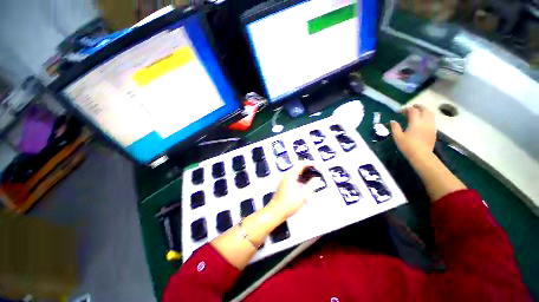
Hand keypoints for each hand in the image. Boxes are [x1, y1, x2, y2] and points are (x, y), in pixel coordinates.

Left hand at [267, 163, 319, 219]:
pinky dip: (302, 178)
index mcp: (291, 175)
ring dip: (306, 174)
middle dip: (309, 169)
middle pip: (299, 167)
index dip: (311, 164)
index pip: (302, 164)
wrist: (276, 211)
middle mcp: (287, 175)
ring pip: (297, 173)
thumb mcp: (303, 194)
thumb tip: (317, 178)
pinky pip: (295, 178)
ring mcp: (286, 180)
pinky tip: (307, 184)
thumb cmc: (289, 203)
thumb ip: (311, 185)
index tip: (318, 167)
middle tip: (318, 172)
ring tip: (314, 178)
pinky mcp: (286, 184)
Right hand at [390, 104, 435, 158]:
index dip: (406, 109)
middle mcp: (425, 121)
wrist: (421, 155)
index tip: (400, 111)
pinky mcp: (433, 130)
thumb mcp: (397, 137)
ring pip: (430, 113)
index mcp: (415, 122)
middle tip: (411, 107)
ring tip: (418, 111)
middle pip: (424, 109)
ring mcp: (431, 125)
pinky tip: (423, 120)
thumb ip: (395, 127)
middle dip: (418, 106)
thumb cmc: (407, 146)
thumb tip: (393, 121)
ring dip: (424, 110)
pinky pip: (432, 119)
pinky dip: (427, 116)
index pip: (412, 111)